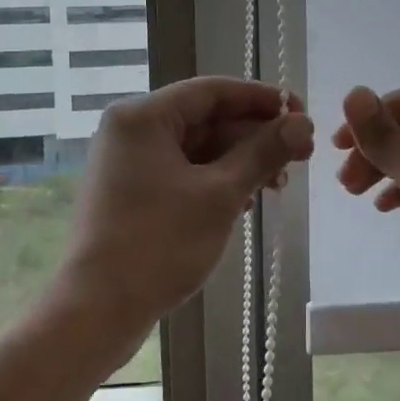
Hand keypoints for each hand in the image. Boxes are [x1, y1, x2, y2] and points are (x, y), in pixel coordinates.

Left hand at [58, 77, 313, 336]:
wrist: (98, 309)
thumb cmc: (159, 243)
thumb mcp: (221, 194)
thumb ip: (263, 152)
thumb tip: (302, 123)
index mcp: (143, 116)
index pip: (212, 91)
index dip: (261, 99)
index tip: (301, 112)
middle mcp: (131, 130)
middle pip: (205, 119)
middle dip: (255, 136)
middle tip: (301, 154)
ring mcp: (128, 163)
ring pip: (196, 149)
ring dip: (240, 162)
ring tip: (280, 184)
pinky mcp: (131, 192)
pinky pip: (182, 172)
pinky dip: (215, 181)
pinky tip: (246, 201)